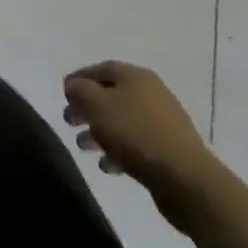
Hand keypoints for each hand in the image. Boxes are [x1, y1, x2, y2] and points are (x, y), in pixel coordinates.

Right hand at [63, 61, 214, 221]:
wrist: (184, 178)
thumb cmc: (136, 134)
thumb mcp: (97, 106)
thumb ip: (80, 91)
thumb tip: (74, 85)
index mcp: (135, 76)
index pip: (101, 69)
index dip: (79, 78)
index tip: (62, 93)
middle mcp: (150, 92)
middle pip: (111, 94)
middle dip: (87, 107)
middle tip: (69, 121)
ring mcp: (162, 121)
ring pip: (122, 120)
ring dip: (100, 131)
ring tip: (83, 146)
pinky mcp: (167, 148)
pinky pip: (136, 143)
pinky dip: (118, 150)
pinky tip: (107, 166)